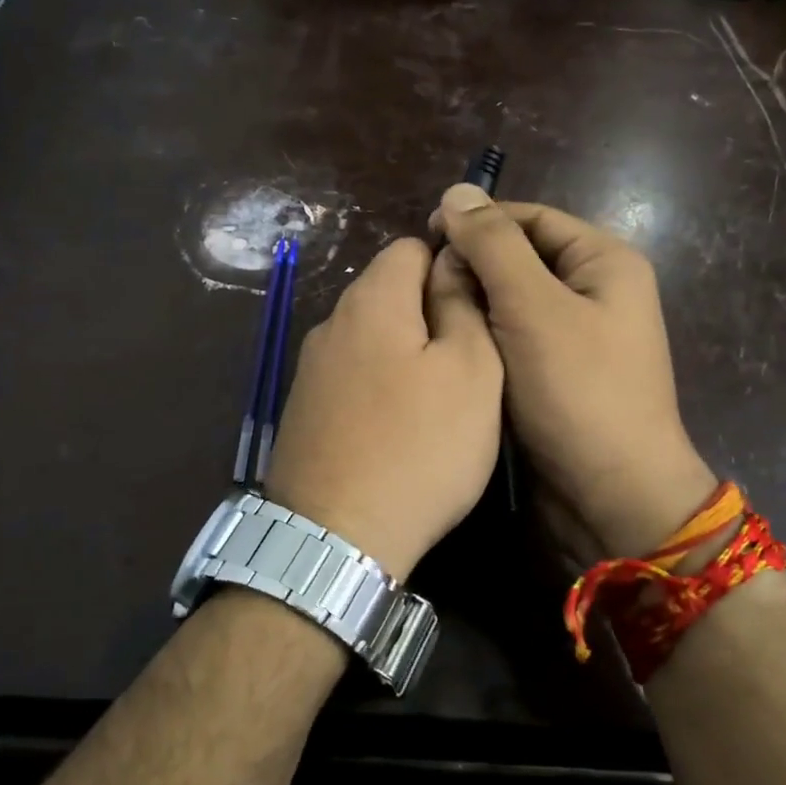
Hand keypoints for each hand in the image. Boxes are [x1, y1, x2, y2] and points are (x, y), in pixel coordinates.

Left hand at [263, 237, 503, 579]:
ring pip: (371, 337)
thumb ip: (463, 305)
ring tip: (438, 398)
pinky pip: (352, 376)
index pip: (412, 246)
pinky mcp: (303, 410)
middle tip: (470, 361)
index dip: (452, 264)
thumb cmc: (420, 448)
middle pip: (388, 291)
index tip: (482, 308)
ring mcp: (310, 369)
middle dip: (431, 311)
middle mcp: (331, 323)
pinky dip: (380, 385)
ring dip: (406, 351)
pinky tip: (397, 426)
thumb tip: (454, 261)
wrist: (336, 538)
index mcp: (371, 300)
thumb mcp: (471, 371)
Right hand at [429, 185, 716, 562]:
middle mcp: (594, 292)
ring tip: (426, 314)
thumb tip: (456, 192)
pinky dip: (482, 339)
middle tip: (420, 285)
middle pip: (521, 258)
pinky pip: (512, 340)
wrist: (612, 495)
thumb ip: (493, 246)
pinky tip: (448, 347)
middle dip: (472, 267)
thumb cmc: (578, 392)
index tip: (425, 237)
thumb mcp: (533, 308)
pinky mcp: (556, 374)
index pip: (532, 218)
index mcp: (604, 262)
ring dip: (473, 305)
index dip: (479, 221)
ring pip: (511, 302)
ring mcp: (576, 336)